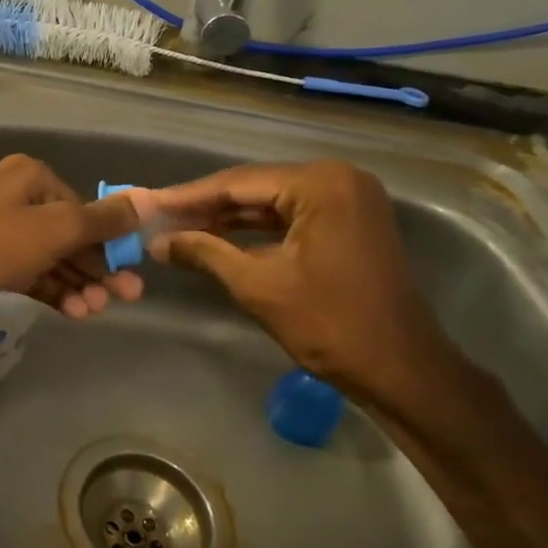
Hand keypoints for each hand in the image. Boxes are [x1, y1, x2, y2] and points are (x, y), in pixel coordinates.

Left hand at [0, 155, 145, 317]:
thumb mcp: (54, 229)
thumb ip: (101, 220)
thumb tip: (147, 200)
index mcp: (33, 177)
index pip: (83, 210)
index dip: (109, 243)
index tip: (130, 274)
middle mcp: (18, 197)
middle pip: (70, 235)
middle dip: (97, 269)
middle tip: (126, 299)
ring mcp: (1, 229)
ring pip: (51, 257)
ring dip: (77, 284)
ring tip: (96, 312)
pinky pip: (30, 272)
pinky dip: (52, 289)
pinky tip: (74, 312)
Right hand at [146, 161, 458, 402]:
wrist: (400, 369)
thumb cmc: (329, 324)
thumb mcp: (257, 285)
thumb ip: (204, 252)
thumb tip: (157, 242)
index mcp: (320, 184)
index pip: (238, 182)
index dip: (188, 196)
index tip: (147, 203)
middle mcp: (338, 178)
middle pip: (255, 187)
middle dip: (206, 206)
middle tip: (158, 216)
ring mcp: (349, 199)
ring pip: (272, 201)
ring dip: (228, 218)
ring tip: (179, 227)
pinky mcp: (351, 222)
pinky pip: (292, 216)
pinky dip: (256, 229)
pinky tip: (219, 237)